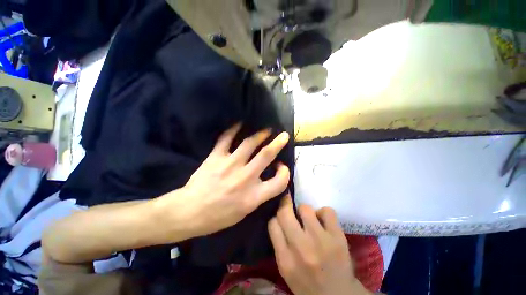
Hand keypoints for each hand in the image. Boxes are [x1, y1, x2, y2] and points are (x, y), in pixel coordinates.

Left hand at [166, 124, 289, 237]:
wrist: (189, 212)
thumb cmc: (219, 216)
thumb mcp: (245, 211)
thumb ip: (259, 195)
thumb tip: (266, 178)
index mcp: (254, 196)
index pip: (280, 182)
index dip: (285, 173)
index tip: (281, 167)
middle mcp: (245, 178)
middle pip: (266, 155)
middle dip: (278, 143)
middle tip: (283, 135)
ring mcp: (230, 165)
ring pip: (249, 143)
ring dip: (260, 134)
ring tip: (266, 130)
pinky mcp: (216, 157)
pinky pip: (226, 139)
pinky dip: (233, 129)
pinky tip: (239, 124)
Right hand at [268, 194, 371, 294]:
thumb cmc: (307, 283)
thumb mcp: (285, 270)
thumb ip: (279, 244)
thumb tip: (277, 218)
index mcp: (285, 259)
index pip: (272, 224)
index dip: (276, 217)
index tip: (280, 216)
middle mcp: (301, 248)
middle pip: (284, 212)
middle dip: (285, 205)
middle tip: (289, 206)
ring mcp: (321, 241)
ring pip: (305, 208)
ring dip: (304, 211)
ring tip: (308, 219)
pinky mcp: (338, 237)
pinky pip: (327, 211)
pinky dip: (323, 213)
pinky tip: (323, 222)